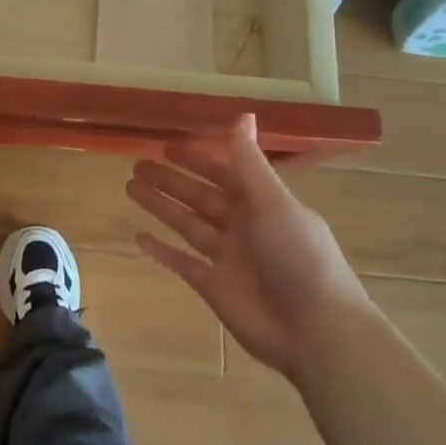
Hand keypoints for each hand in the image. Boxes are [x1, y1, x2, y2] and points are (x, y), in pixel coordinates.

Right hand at [127, 114, 366, 378]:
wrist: (315, 329)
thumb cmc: (298, 256)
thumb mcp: (273, 201)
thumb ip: (249, 162)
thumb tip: (243, 115)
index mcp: (261, 203)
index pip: (223, 172)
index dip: (197, 158)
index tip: (167, 144)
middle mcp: (243, 226)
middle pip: (199, 196)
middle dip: (170, 180)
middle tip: (137, 164)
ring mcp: (227, 258)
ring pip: (186, 224)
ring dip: (161, 206)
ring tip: (130, 187)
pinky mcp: (214, 288)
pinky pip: (182, 263)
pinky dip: (161, 251)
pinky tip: (138, 237)